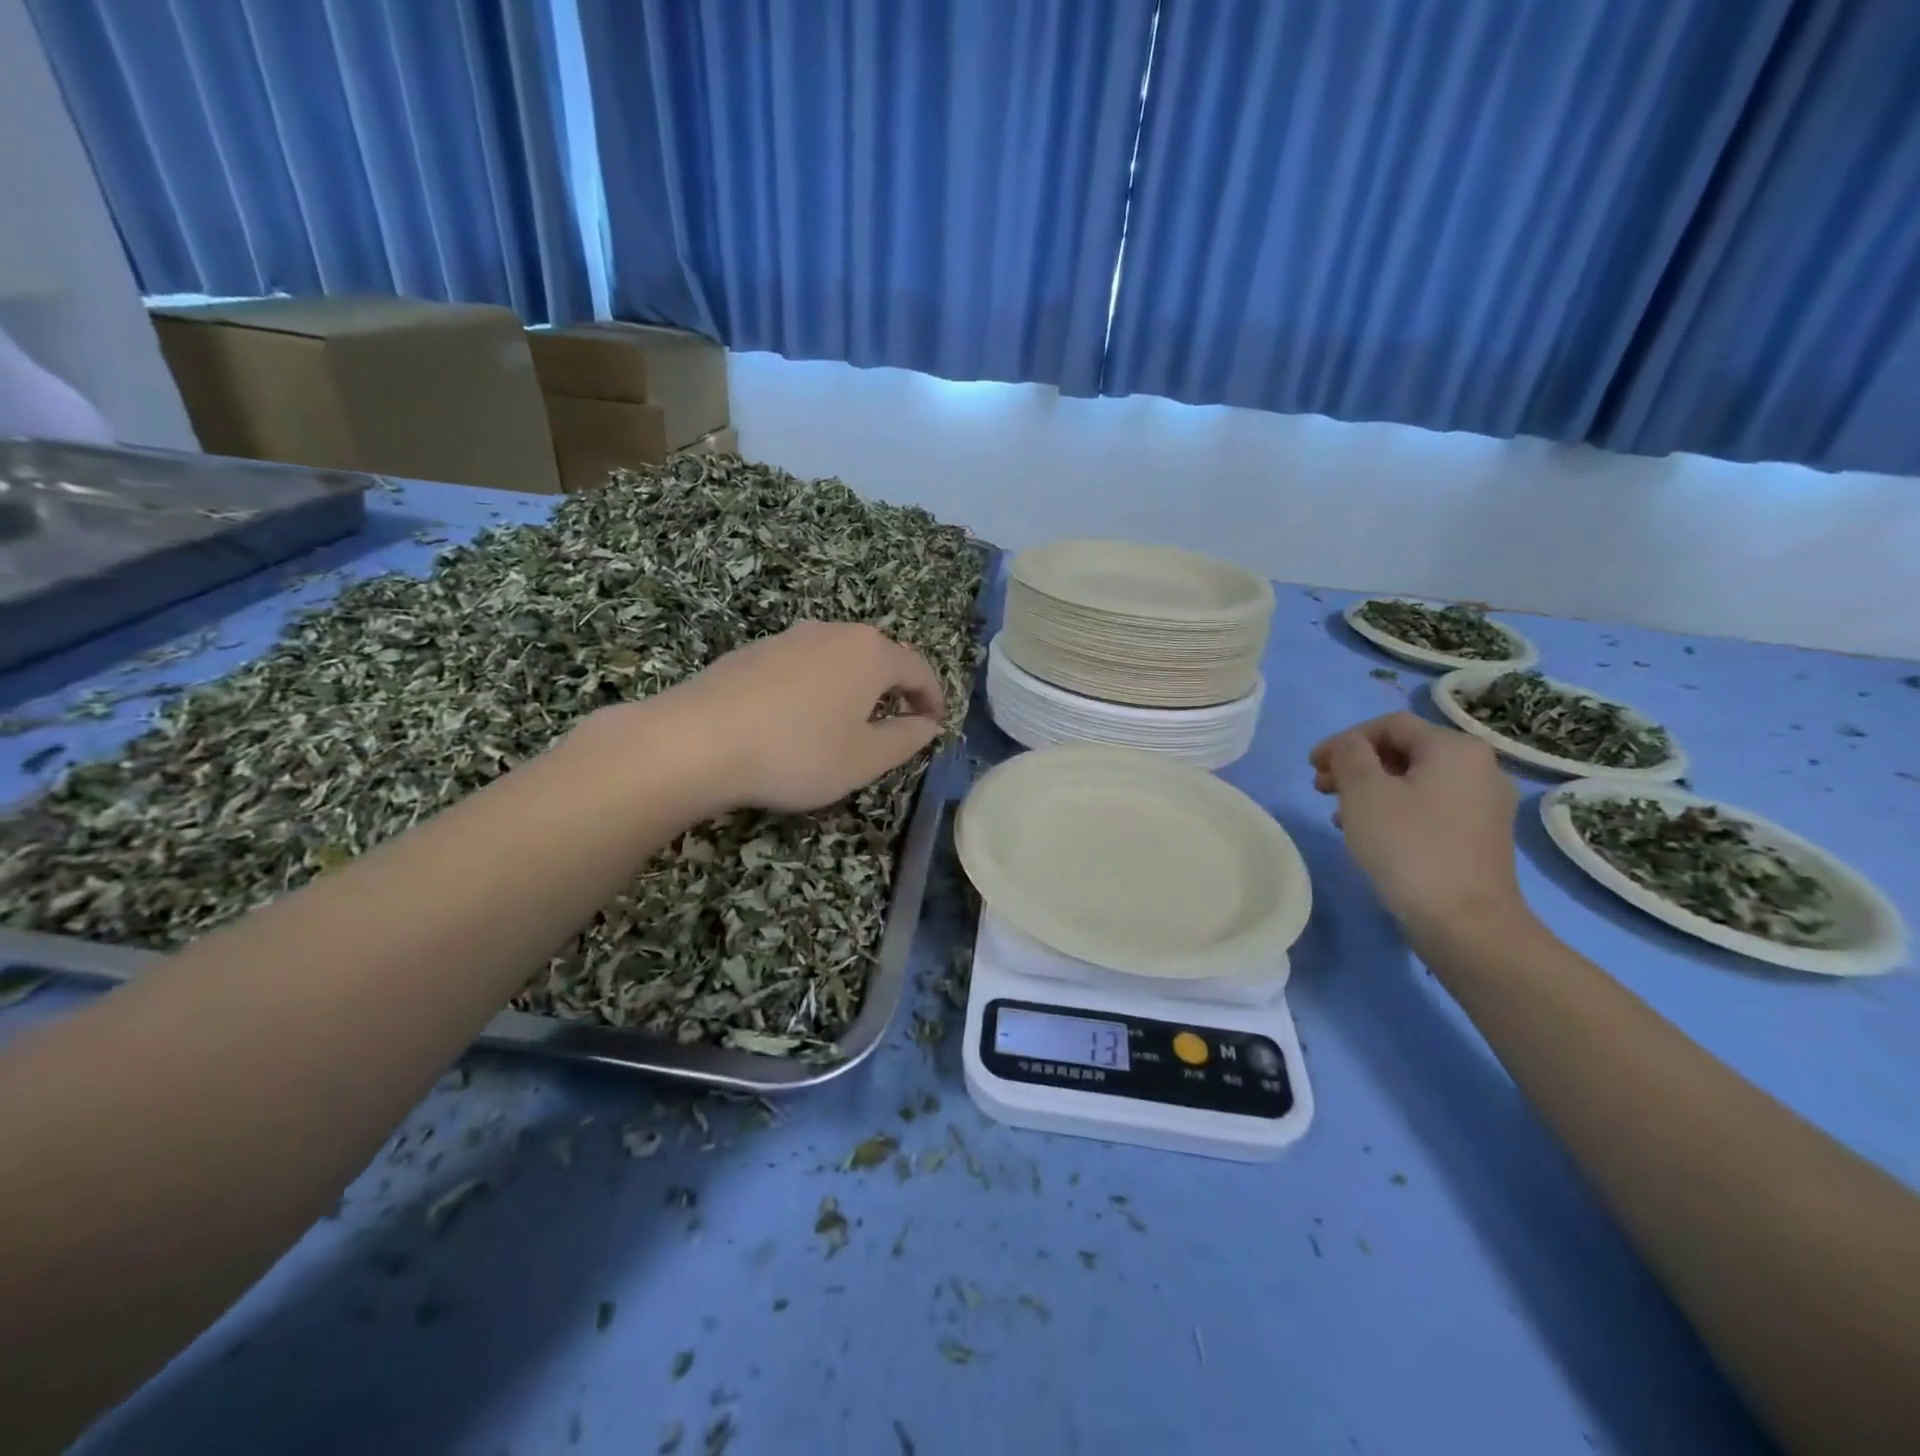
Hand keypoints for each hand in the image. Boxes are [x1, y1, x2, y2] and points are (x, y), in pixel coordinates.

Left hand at [641, 621, 945, 813]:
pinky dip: (817, 687)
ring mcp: (789, 637)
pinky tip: (800, 718)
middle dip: (894, 689)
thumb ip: (905, 740)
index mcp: (870, 653)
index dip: (933, 698)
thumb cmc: (797, 752)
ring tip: (850, 722)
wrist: (696, 740)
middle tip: (898, 723)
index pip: (918, 669)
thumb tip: (927, 724)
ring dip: (854, 687)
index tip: (936, 724)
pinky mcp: (753, 651)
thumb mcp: (864, 759)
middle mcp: (833, 632)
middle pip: (878, 657)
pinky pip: (803, 665)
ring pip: (838, 658)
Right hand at [1308, 712, 1523, 934]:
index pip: (1389, 725)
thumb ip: (1349, 755)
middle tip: (1321, 787)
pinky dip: (1396, 810)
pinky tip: (1371, 834)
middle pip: (1405, 751)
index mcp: (1455, 748)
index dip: (1344, 739)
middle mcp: (1480, 768)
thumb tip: (1350, 746)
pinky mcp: (1482, 836)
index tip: (1312, 765)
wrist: (1464, 921)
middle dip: (1357, 765)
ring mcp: (1486, 804)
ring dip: (1372, 789)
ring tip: (1339, 814)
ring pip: (1416, 781)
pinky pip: (1431, 807)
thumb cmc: (1408, 846)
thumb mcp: (1364, 791)